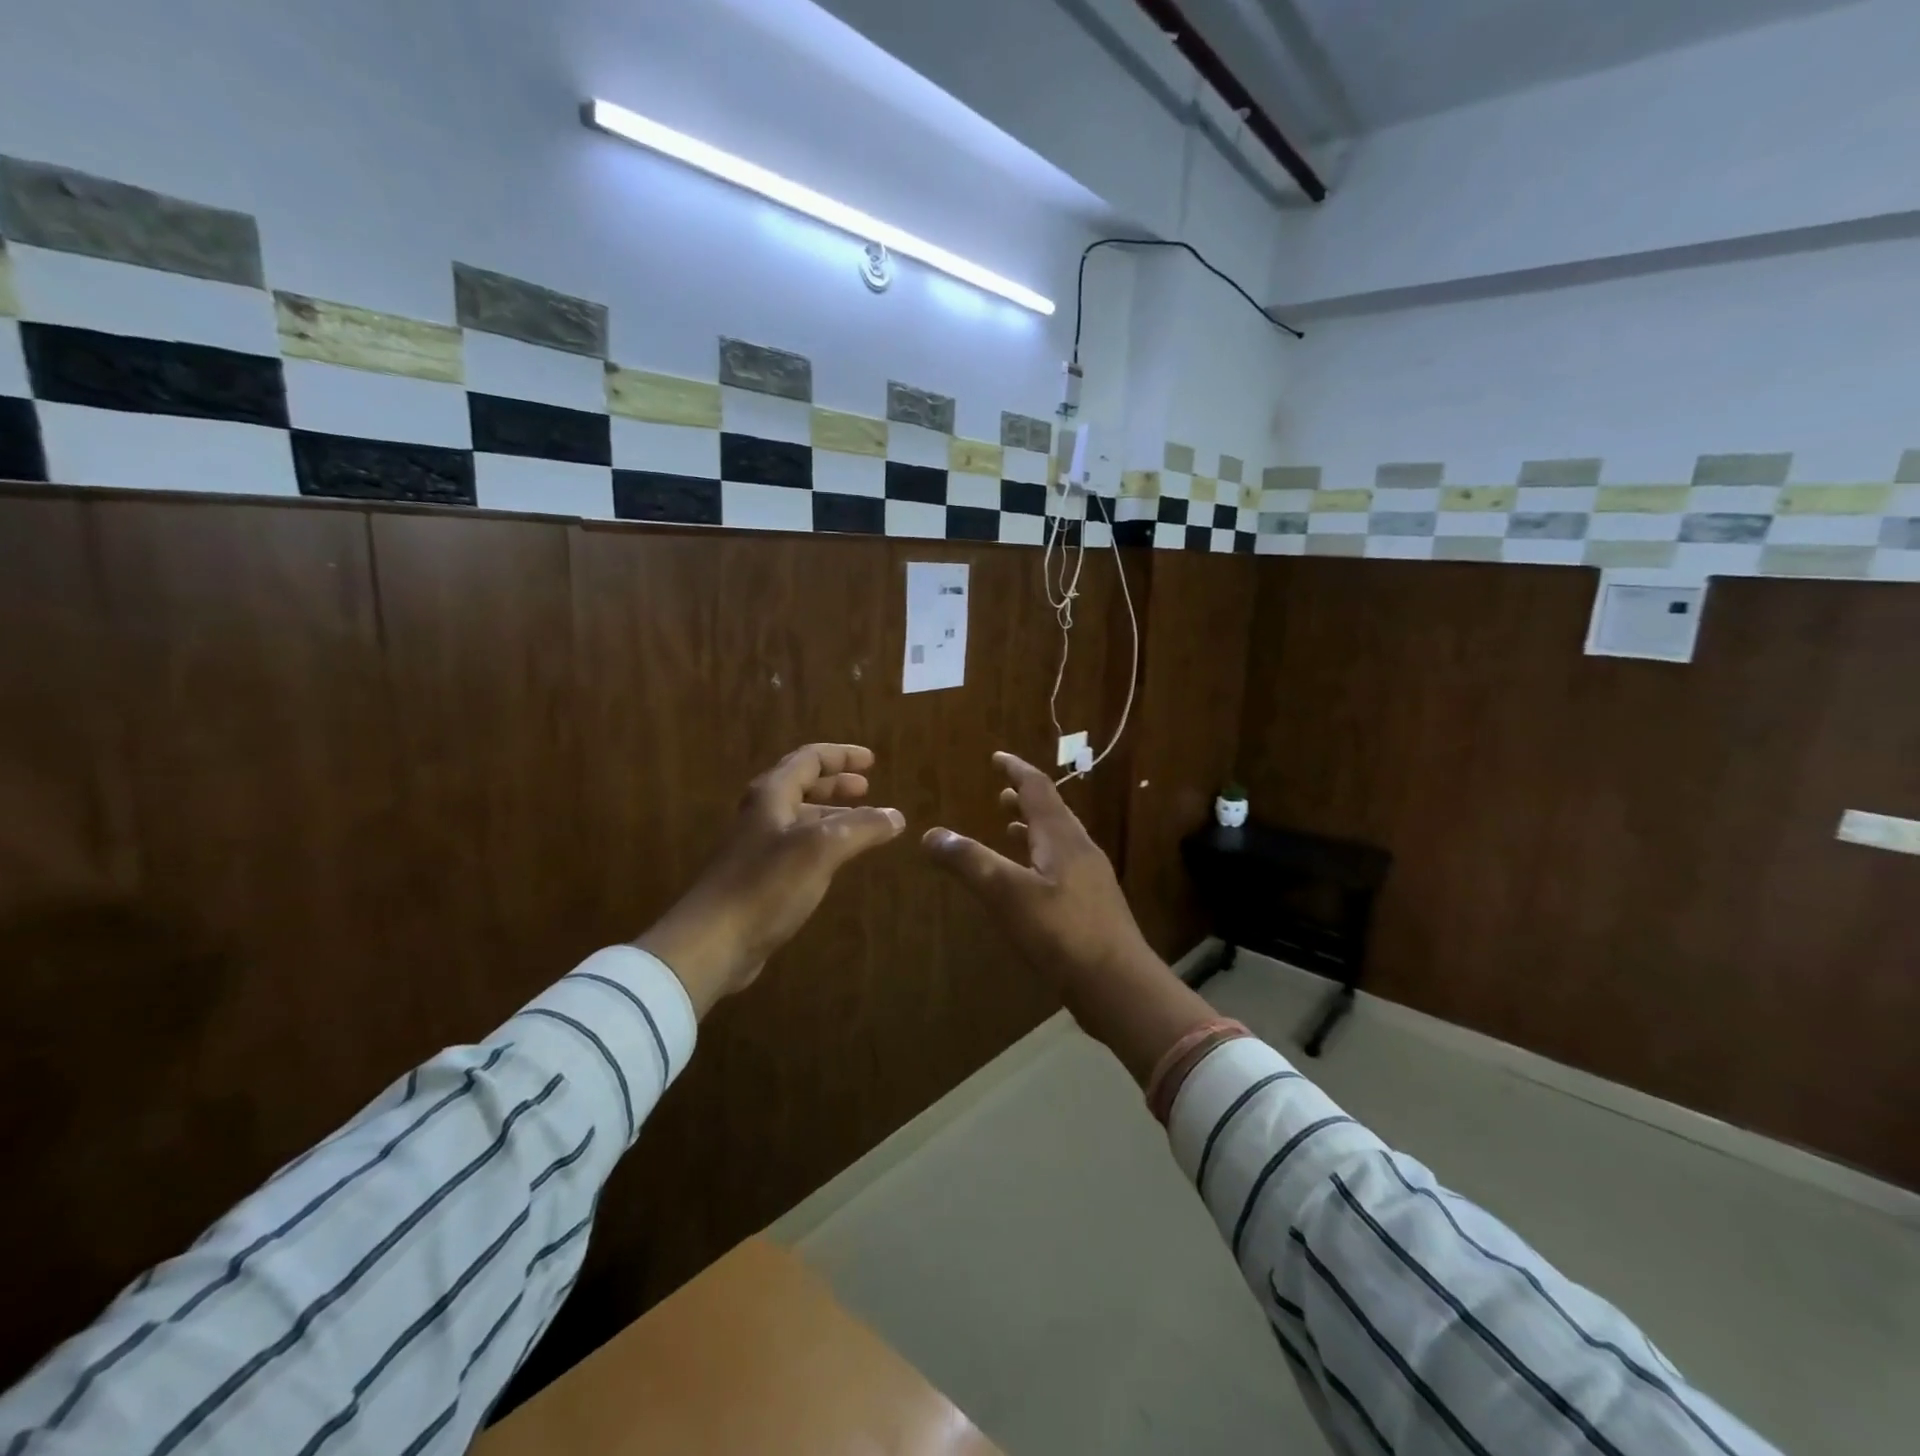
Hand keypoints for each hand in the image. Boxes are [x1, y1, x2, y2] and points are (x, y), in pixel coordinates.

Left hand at [636, 744, 903, 1015]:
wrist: (714, 941)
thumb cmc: (767, 884)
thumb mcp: (823, 848)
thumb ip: (862, 827)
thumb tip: (896, 816)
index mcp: (772, 795)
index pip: (809, 759)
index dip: (842, 755)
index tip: (871, 760)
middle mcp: (763, 814)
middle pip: (802, 785)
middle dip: (836, 783)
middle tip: (867, 788)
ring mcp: (758, 847)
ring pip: (800, 817)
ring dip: (832, 813)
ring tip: (862, 823)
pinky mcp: (759, 877)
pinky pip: (797, 847)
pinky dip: (823, 843)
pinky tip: (837, 860)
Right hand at [920, 751, 1155, 989]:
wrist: (1117, 984)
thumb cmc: (1061, 932)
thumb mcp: (1006, 893)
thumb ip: (969, 862)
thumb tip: (931, 835)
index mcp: (1061, 837)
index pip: (1038, 788)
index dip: (1016, 770)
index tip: (997, 757)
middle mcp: (1079, 849)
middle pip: (1052, 812)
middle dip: (1025, 799)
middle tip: (1000, 793)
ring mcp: (1090, 879)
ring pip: (1057, 841)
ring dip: (1033, 829)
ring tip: (1009, 827)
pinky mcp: (1091, 906)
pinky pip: (1061, 867)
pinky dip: (1039, 859)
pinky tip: (1028, 881)